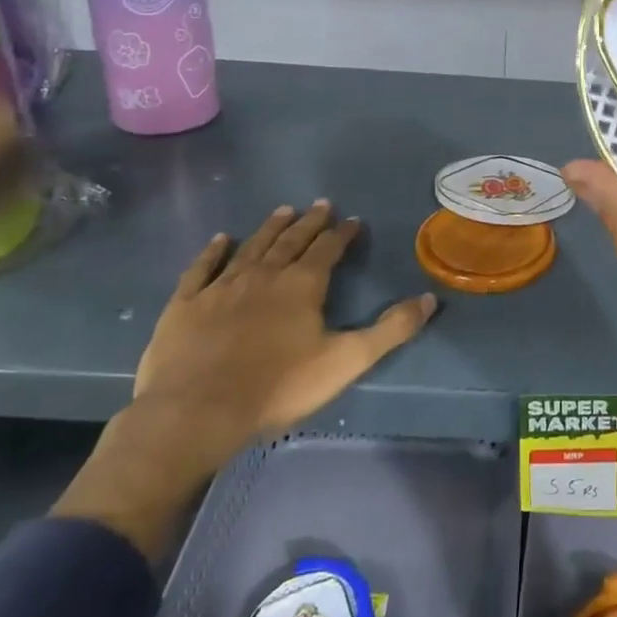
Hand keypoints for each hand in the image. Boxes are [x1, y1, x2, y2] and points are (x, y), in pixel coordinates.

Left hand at [53, 203, 436, 557]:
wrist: (197, 411)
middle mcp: (264, 274)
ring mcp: (221, 286)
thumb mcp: (347, 361)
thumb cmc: (278, 387)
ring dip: (269, 228)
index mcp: (302, 285)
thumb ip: (391, 330)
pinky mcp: (186, 303)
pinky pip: (202, 268)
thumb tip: (430, 299)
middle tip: (320, 204)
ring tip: (283, 210)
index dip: (342, 234)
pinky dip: (212, 251)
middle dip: (309, 222)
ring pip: (251, 247)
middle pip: (290, 240)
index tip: (352, 220)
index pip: (328, 249)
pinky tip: (220, 240)